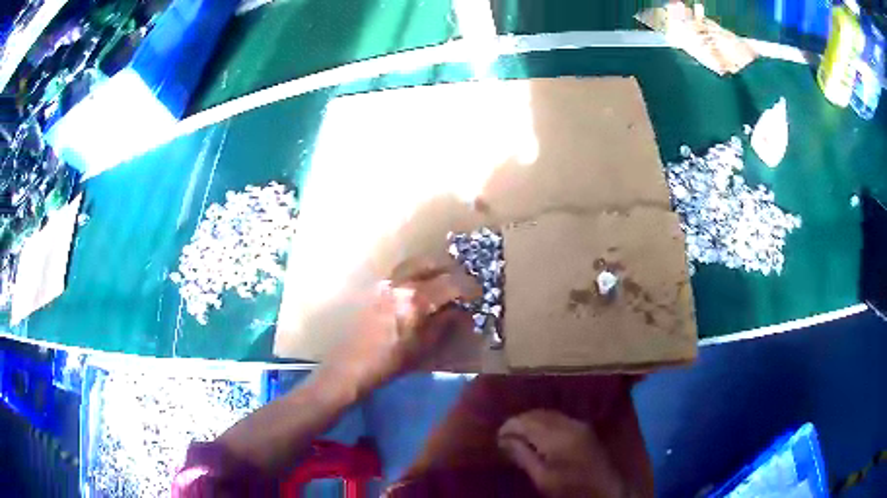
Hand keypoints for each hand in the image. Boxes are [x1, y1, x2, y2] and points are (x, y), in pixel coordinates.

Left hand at [323, 258, 480, 395]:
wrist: (353, 365)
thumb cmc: (392, 361)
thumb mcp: (425, 346)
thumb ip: (446, 323)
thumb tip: (461, 311)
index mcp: (416, 299)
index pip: (451, 282)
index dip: (468, 287)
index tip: (478, 293)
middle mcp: (400, 283)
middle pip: (430, 262)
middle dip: (449, 270)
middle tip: (460, 283)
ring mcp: (385, 283)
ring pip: (413, 264)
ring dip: (431, 269)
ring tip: (441, 283)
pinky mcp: (376, 289)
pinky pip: (400, 273)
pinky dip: (415, 274)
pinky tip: (419, 290)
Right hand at [498, 410, 631, 497]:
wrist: (605, 490)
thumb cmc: (570, 488)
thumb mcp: (543, 478)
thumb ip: (523, 456)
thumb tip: (503, 440)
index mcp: (557, 436)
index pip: (526, 421)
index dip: (509, 426)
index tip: (496, 438)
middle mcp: (569, 424)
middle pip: (537, 414)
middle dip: (519, 422)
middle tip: (504, 437)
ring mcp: (579, 424)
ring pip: (548, 413)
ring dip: (531, 421)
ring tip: (517, 436)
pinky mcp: (584, 428)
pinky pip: (558, 418)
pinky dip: (543, 422)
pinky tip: (537, 435)